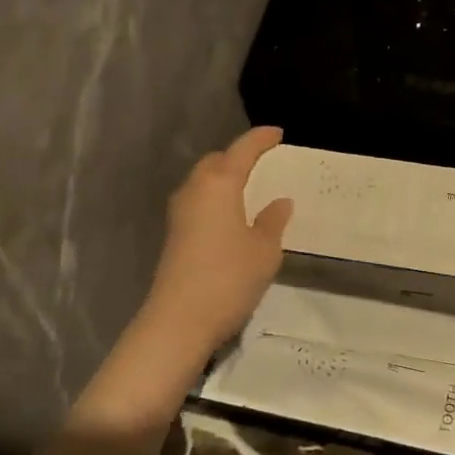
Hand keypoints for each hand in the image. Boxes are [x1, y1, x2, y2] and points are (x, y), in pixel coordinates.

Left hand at [142, 125, 292, 357]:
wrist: (179, 320)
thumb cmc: (229, 277)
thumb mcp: (265, 249)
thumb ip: (273, 220)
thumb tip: (279, 203)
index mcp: (219, 184)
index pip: (242, 150)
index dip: (261, 139)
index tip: (278, 133)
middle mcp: (195, 190)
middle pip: (216, 161)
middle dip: (238, 157)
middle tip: (264, 163)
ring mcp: (180, 213)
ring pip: (204, 181)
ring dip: (226, 178)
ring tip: (251, 188)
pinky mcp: (175, 234)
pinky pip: (200, 201)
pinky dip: (218, 198)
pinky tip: (234, 215)